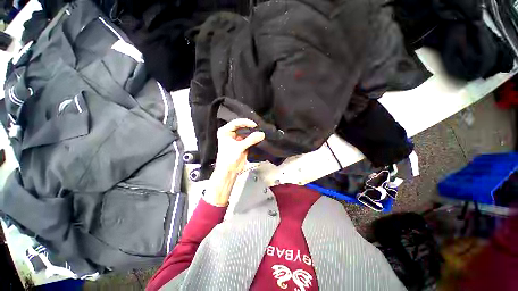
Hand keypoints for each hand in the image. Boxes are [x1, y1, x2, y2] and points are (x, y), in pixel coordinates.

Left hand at [204, 118, 264, 205]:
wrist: (229, 171)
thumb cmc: (228, 158)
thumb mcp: (239, 147)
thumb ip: (251, 140)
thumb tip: (261, 134)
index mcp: (225, 132)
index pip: (236, 123)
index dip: (245, 122)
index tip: (254, 125)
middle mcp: (230, 134)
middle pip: (241, 126)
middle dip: (250, 127)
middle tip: (258, 127)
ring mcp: (236, 139)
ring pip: (246, 132)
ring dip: (252, 132)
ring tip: (260, 131)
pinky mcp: (242, 144)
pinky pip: (249, 139)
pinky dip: (254, 138)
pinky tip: (259, 137)